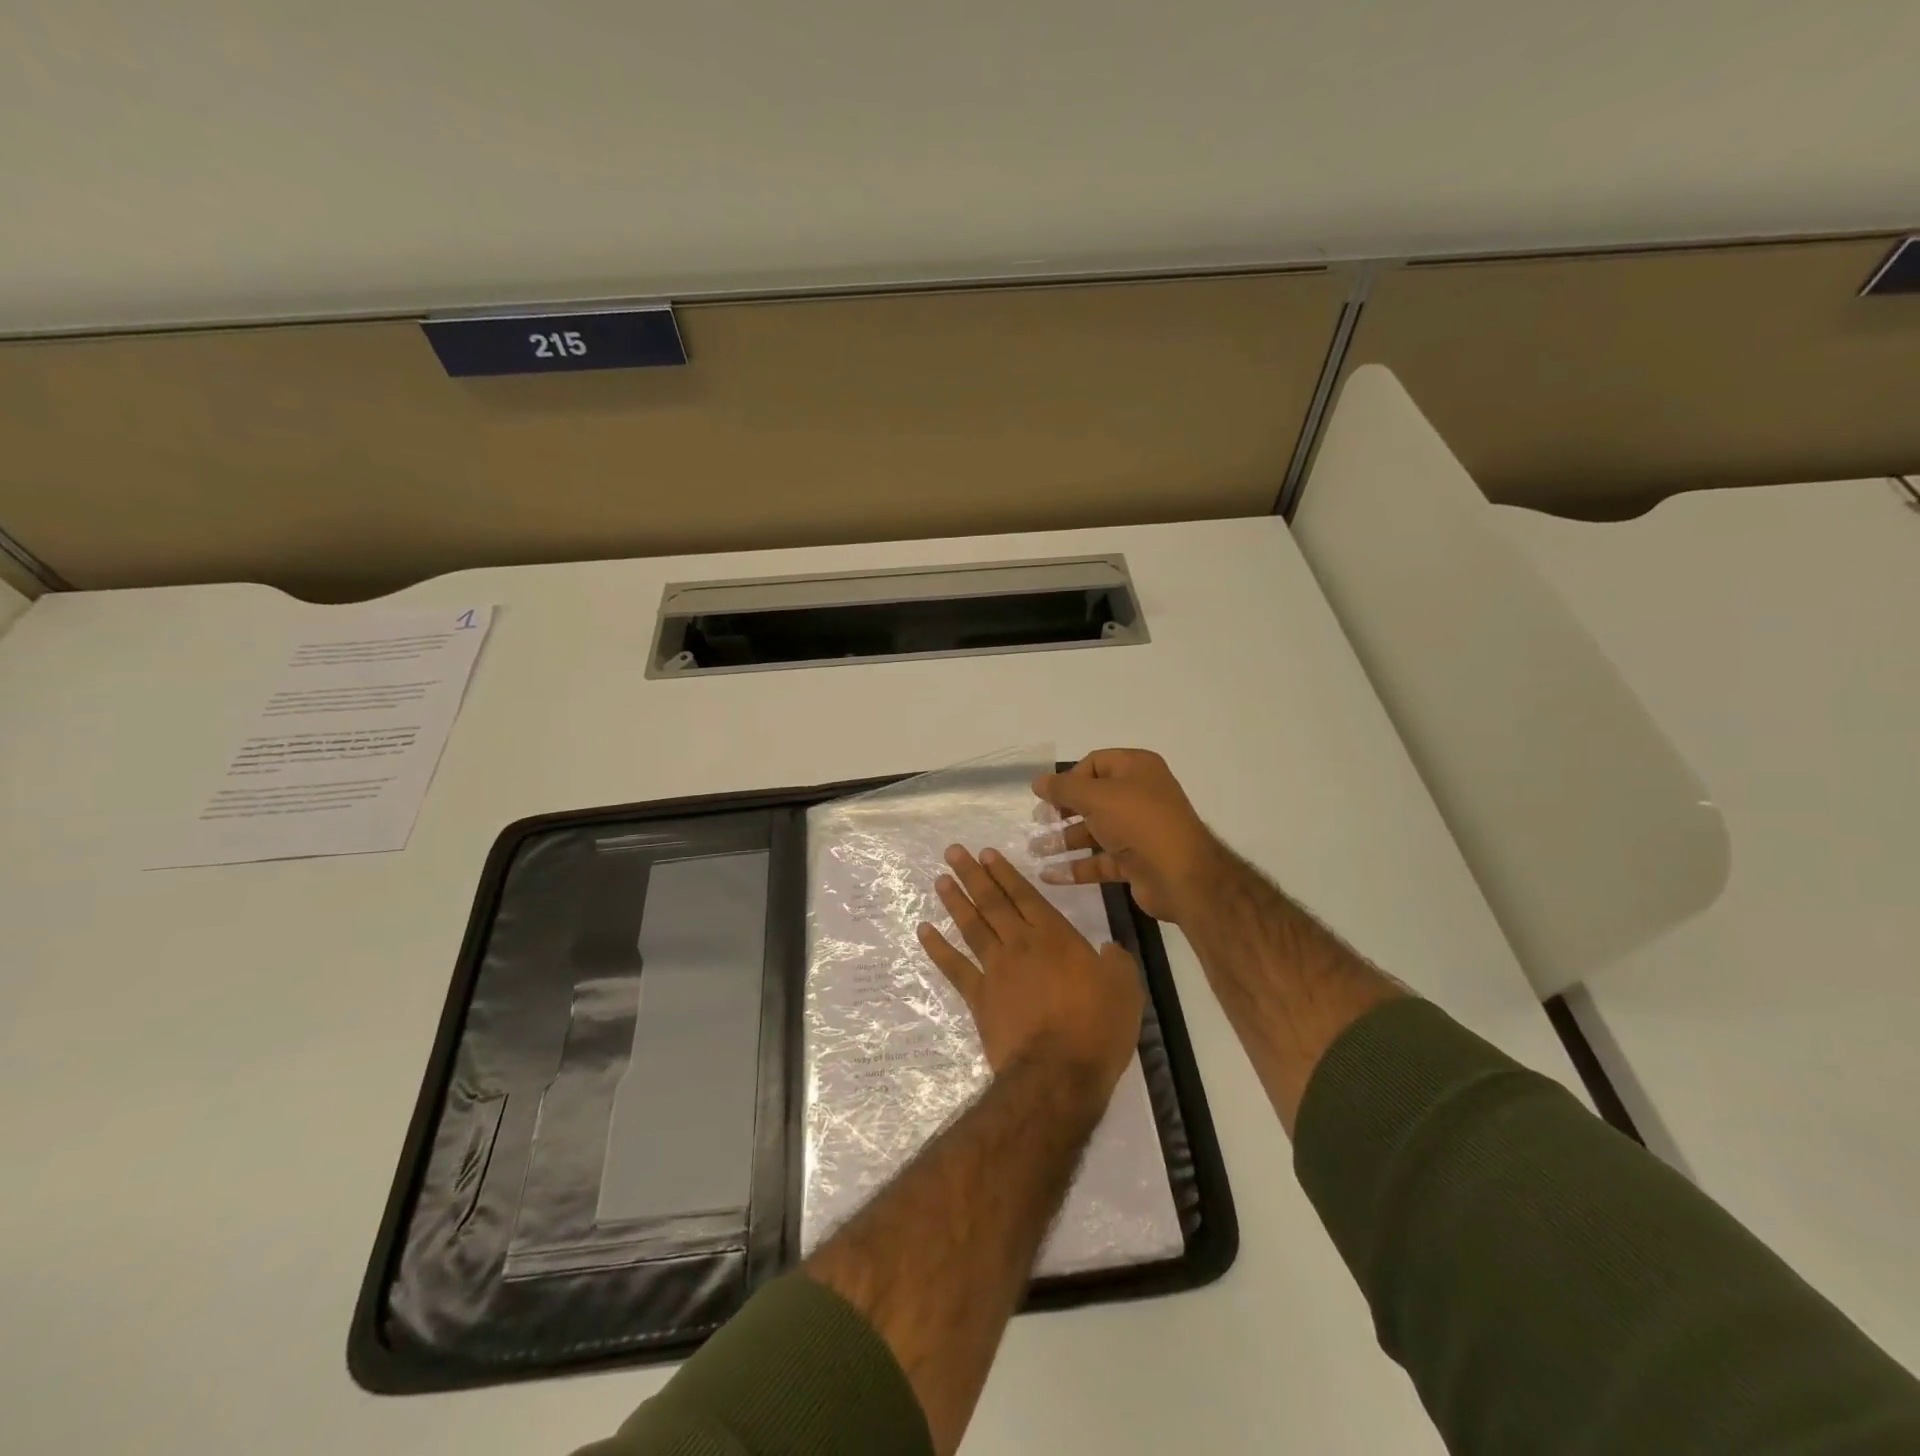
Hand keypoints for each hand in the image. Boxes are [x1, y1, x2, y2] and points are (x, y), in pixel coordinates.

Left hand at [917, 845, 1143, 1094]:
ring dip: (955, 901)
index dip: (1005, 873)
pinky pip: (953, 966)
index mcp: (1055, 936)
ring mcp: (995, 969)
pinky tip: (924, 931)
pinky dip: (937, 947)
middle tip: (953, 852)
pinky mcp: (979, 997)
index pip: (1025, 894)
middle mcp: (1020, 943)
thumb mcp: (1125, 987)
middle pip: (992, 902)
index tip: (986, 853)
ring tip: (940, 880)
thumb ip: (1116, 961)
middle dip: (972, 875)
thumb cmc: (1097, 1027)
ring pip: (971, 926)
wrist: (1058, 1072)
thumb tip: (1108, 949)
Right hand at [1032, 749, 1225, 923]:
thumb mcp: (1095, 797)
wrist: (1182, 876)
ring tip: (1035, 849)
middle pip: (1092, 798)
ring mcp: (1139, 830)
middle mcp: (1139, 795)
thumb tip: (1037, 781)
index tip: (1047, 796)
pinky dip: (1076, 866)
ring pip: (1094, 831)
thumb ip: (1063, 788)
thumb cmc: (1138, 822)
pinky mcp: (1136, 861)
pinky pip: (1100, 860)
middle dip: (1062, 810)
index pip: (1094, 764)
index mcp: (1137, 769)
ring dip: (1064, 840)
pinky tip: (1049, 875)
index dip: (1069, 778)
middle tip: (1038, 820)